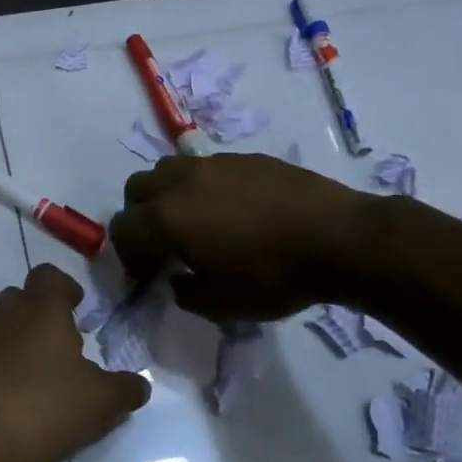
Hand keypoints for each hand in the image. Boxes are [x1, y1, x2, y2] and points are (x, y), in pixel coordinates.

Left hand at [0, 264, 149, 461]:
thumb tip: (139, 384)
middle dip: (44, 314)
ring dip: (26, 340)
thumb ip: (125, 388)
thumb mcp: (102, 401)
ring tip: (50, 373)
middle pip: (24, 297)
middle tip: (68, 343)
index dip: (66, 288)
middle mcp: (8, 315)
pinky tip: (28, 396)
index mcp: (41, 308)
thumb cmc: (46, 406)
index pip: (49, 275)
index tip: (81, 310)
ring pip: (6, 326)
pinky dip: (9, 366)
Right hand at [110, 153, 376, 320]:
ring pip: (170, 171)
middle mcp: (180, 182)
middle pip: (137, 190)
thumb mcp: (220, 304)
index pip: (123, 229)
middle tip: (163, 244)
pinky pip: (207, 168)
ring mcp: (213, 164)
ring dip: (169, 196)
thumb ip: (185, 293)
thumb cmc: (272, 276)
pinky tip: (234, 211)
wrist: (338, 238)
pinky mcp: (244, 158)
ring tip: (195, 221)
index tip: (147, 275)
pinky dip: (204, 188)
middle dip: (140, 216)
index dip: (128, 256)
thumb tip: (178, 281)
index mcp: (165, 218)